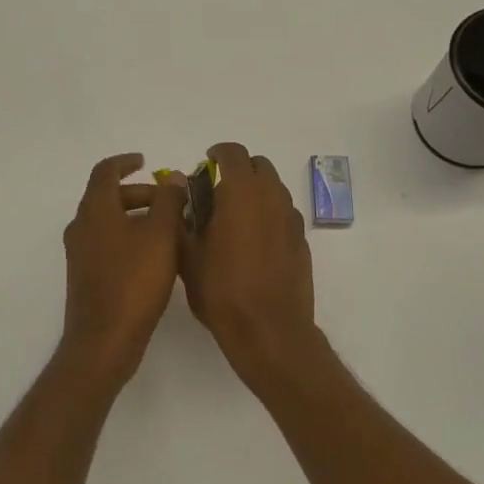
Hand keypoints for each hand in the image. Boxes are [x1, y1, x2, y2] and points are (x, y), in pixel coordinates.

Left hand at [59, 154, 188, 387]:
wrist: (104, 340)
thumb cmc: (134, 282)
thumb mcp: (160, 236)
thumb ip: (168, 201)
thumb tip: (171, 177)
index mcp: (95, 210)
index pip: (105, 171)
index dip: (125, 162)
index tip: (145, 161)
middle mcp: (82, 226)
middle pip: (109, 197)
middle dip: (141, 194)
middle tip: (172, 202)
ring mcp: (81, 253)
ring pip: (110, 222)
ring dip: (138, 217)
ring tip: (171, 229)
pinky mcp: (86, 275)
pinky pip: (109, 243)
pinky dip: (130, 238)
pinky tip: (156, 257)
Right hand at [179, 142, 320, 395]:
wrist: (268, 330)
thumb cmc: (221, 290)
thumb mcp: (187, 254)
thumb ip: (183, 216)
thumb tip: (181, 191)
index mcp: (242, 193)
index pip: (234, 153)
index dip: (218, 153)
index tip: (206, 163)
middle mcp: (272, 198)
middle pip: (259, 166)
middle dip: (239, 170)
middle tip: (217, 190)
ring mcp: (291, 219)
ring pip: (274, 189)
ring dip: (255, 191)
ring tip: (234, 217)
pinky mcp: (302, 241)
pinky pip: (283, 214)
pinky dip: (269, 214)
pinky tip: (254, 241)